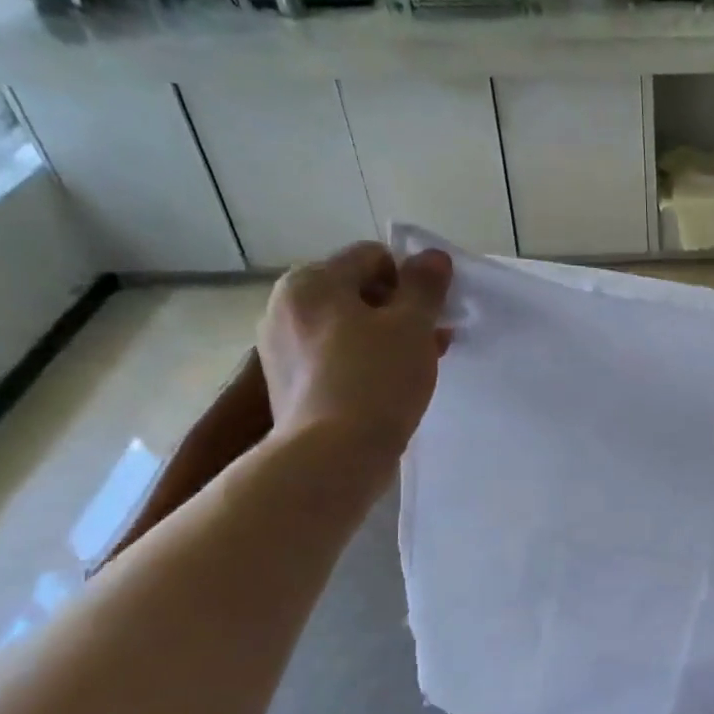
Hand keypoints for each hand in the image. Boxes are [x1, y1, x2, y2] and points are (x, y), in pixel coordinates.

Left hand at [256, 240, 451, 491]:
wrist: (332, 456)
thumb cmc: (375, 380)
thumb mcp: (412, 326)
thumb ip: (425, 286)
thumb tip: (433, 257)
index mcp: (311, 281)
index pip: (373, 258)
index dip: (411, 282)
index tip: (432, 317)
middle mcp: (285, 306)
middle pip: (356, 293)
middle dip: (398, 312)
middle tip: (430, 344)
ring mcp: (280, 349)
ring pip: (346, 329)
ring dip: (383, 340)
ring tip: (414, 369)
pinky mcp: (287, 385)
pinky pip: (333, 360)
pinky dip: (361, 366)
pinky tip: (386, 390)